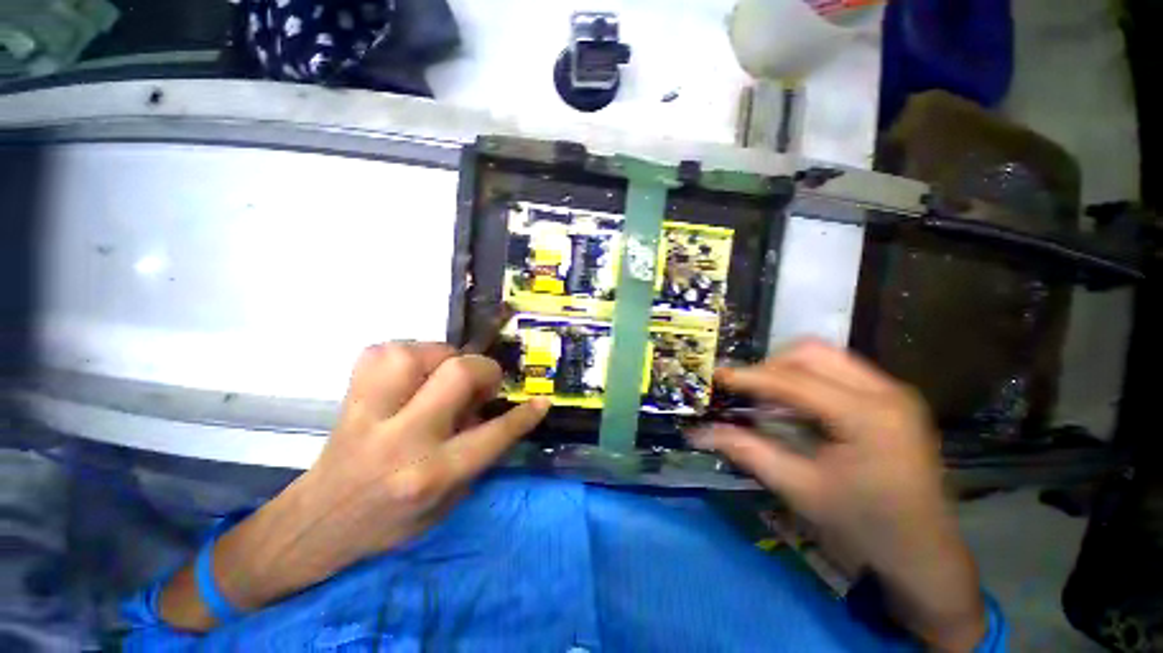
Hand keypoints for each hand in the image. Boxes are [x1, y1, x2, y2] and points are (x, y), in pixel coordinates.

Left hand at [160, 343, 548, 630]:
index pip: (493, 435)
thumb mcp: (448, 502)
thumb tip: (493, 408)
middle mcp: (402, 438)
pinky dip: (409, 354)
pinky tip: (412, 373)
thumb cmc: (391, 520)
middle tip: (481, 385)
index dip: (523, 415)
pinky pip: (384, 351)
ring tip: (443, 377)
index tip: (541, 401)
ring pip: (417, 353)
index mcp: (431, 474)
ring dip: (443, 358)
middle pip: (457, 374)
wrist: (318, 522)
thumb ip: (478, 454)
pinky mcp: (349, 396)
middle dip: (482, 371)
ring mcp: (369, 412)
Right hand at [689, 340, 985, 650]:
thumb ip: (747, 451)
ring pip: (826, 356)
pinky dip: (807, 379)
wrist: (925, 553)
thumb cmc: (864, 527)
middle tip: (746, 390)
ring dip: (788, 370)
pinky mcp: (892, 398)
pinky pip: (838, 370)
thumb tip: (700, 432)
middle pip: (813, 352)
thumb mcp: (799, 489)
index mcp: (867, 416)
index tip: (717, 375)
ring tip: (768, 397)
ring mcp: (894, 391)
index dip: (750, 376)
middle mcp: (886, 391)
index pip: (794, 380)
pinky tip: (795, 406)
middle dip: (771, 366)